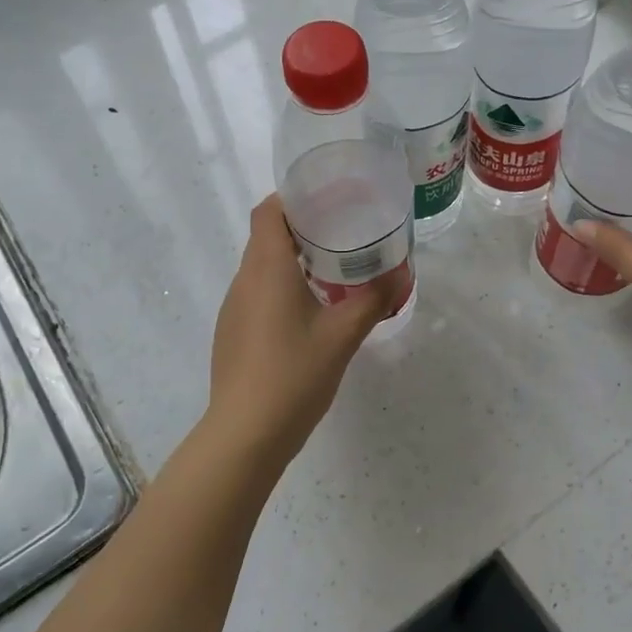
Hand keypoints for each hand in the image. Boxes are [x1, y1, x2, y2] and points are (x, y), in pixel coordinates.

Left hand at [205, 194, 401, 465]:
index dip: (294, 198)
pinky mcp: (232, 333)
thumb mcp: (343, 335)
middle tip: (343, 234)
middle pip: (266, 236)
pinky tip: (309, 314)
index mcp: (266, 268)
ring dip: (292, 261)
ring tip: (332, 271)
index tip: (328, 200)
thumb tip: (399, 273)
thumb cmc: (294, 374)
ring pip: (261, 268)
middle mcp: (243, 280)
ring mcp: (233, 309)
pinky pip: (257, 294)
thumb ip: (372, 300)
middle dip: (302, 229)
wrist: (246, 433)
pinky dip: (281, 289)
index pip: (268, 211)